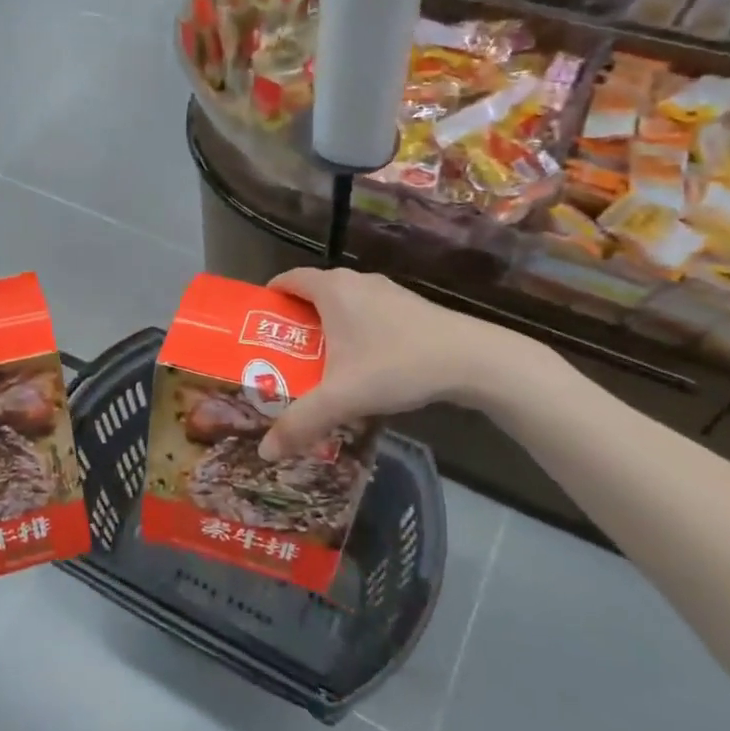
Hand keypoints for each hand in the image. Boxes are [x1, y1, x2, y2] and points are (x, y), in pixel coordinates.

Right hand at [258, 267, 563, 459]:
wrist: (473, 360)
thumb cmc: (397, 365)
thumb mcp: (342, 397)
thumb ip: (301, 422)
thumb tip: (266, 451)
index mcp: (332, 289)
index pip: (288, 279)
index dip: (269, 297)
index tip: (256, 324)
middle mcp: (356, 282)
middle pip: (313, 294)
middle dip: (295, 322)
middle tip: (281, 355)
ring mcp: (387, 292)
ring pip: (344, 305)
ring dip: (327, 329)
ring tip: (317, 365)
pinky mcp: (410, 308)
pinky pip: (368, 314)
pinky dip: (355, 333)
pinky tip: (361, 367)